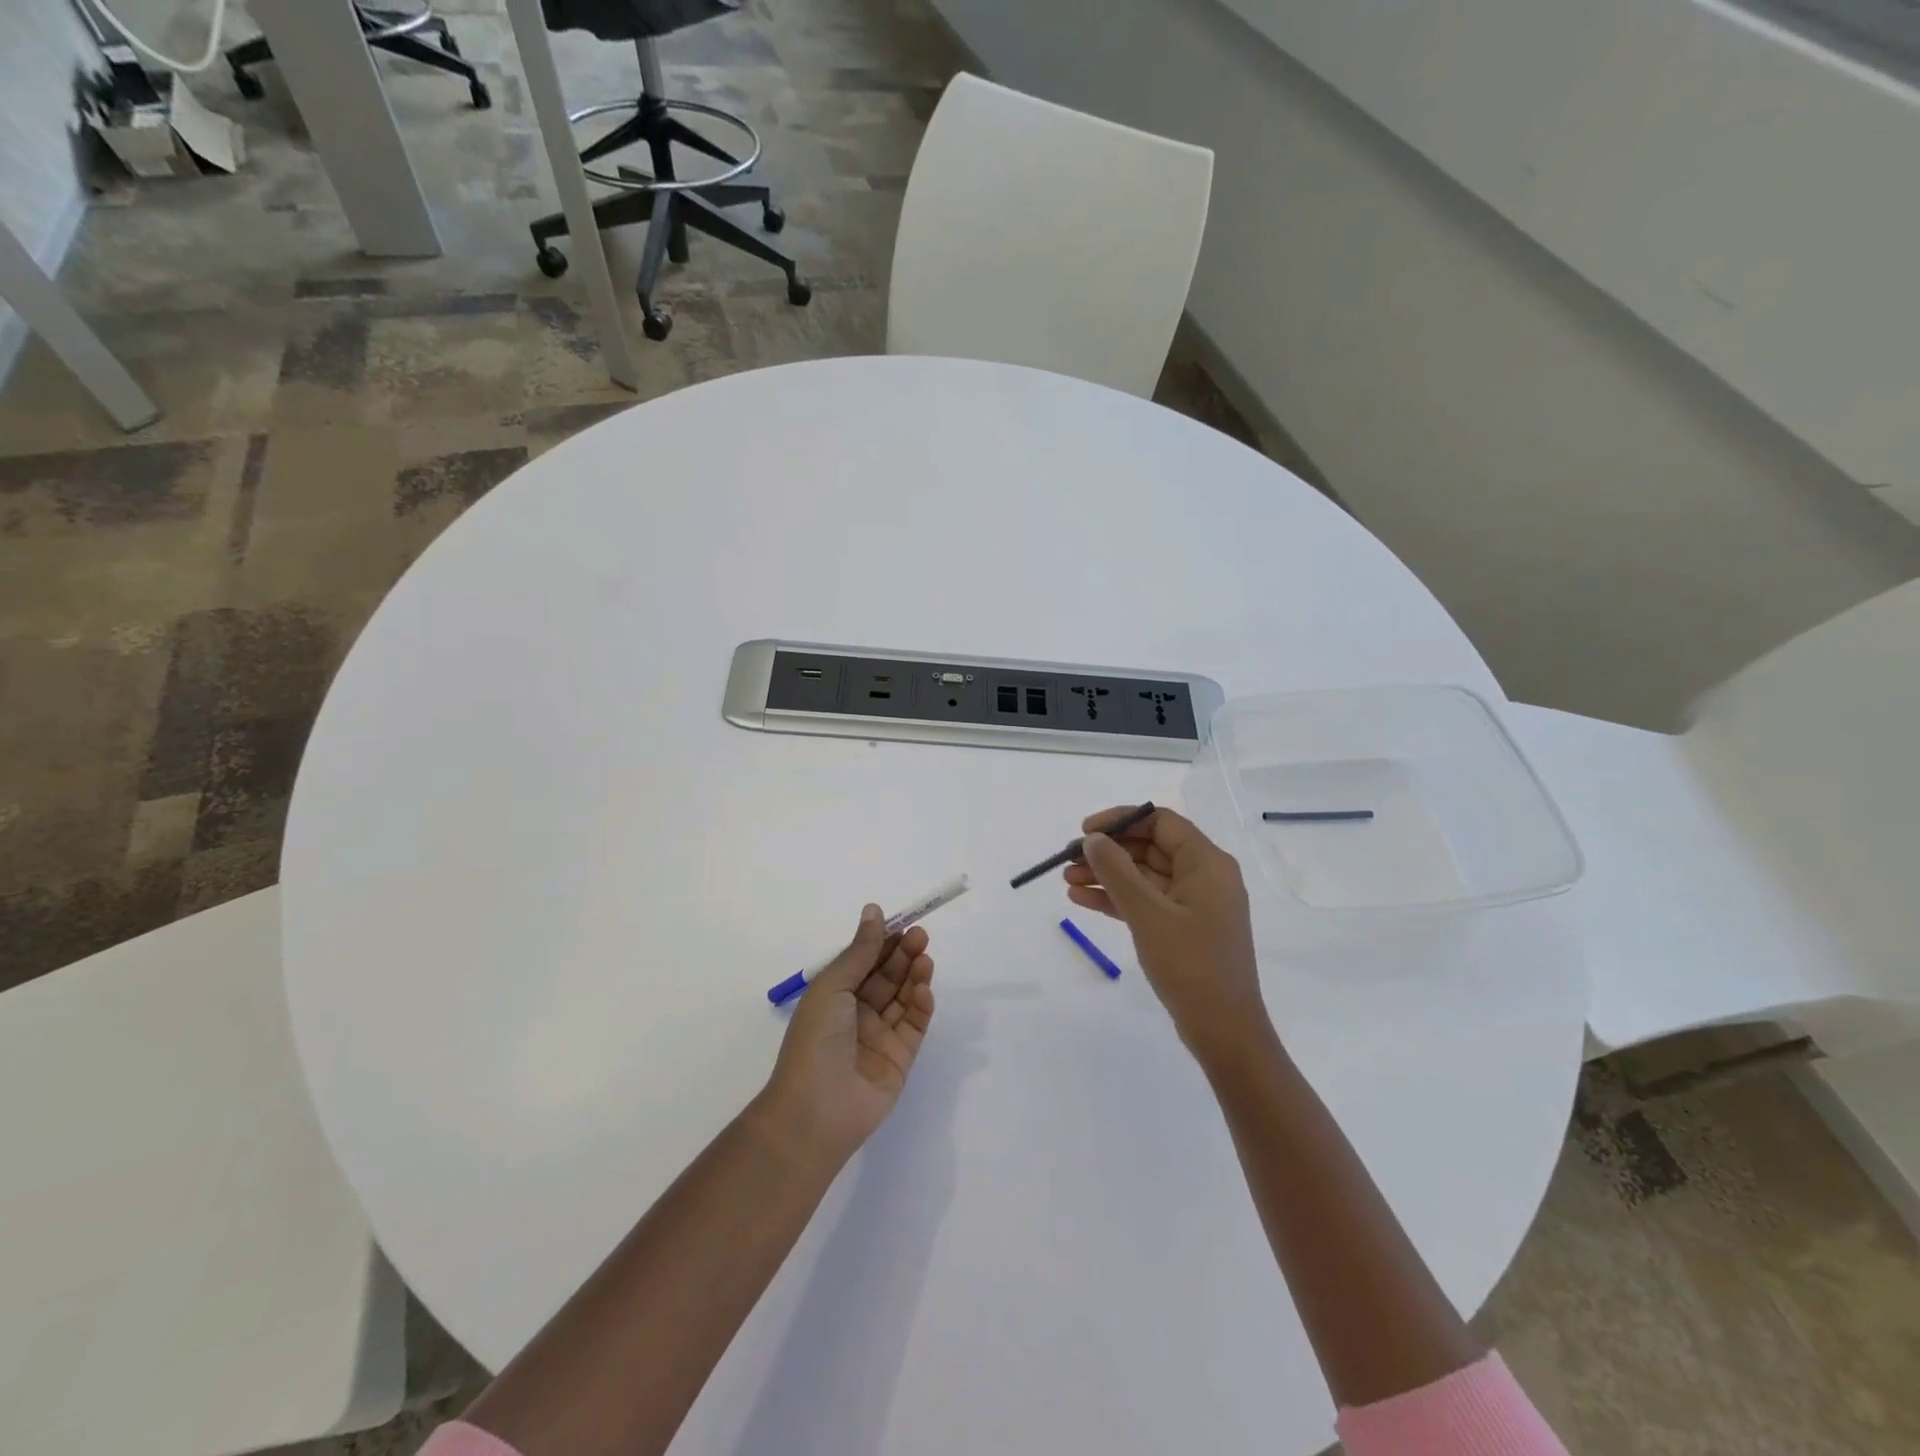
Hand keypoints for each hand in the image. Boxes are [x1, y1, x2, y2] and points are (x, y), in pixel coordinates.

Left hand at [760, 905, 936, 1168]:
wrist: (815, 1110)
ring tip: (925, 957)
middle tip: (920, 935)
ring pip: (903, 999)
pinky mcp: (900, 1059)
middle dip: (903, 955)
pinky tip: (924, 991)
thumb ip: (860, 951)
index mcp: (834, 996)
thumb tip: (874, 910)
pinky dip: (921, 1007)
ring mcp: (880, 1038)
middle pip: (887, 977)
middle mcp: (857, 1014)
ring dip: (914, 976)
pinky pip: (914, 1026)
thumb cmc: (815, 1040)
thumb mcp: (833, 986)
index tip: (902, 922)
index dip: (882, 942)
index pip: (865, 962)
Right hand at [1064, 806, 1270, 1060]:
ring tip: (1067, 881)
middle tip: (1068, 861)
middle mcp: (1204, 876)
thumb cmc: (1191, 964)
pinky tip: (1083, 900)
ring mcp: (1194, 904)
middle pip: (1149, 848)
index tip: (1085, 832)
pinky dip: (1117, 899)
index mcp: (1207, 863)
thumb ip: (1117, 871)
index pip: (1160, 822)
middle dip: (1108, 852)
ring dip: (1107, 876)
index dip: (1121, 821)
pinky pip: (1146, 901)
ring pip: (1144, 876)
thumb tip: (1092, 839)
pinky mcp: (1184, 928)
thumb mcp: (1148, 914)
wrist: (1224, 1031)